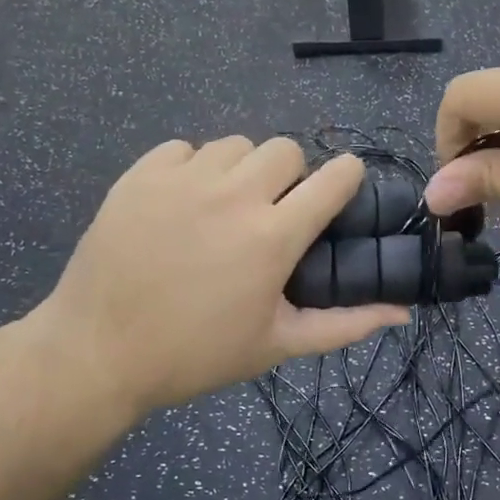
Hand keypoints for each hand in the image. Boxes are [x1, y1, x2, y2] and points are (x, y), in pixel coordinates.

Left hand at [28, 138, 409, 422]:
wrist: (97, 352)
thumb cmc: (196, 354)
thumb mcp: (277, 344)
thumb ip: (345, 323)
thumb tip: (402, 311)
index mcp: (273, 236)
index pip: (335, 176)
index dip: (346, 179)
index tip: (338, 195)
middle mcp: (233, 195)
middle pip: (286, 149)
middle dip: (291, 175)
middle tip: (273, 212)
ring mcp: (183, 180)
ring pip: (235, 145)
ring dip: (242, 171)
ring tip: (224, 208)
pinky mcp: (140, 175)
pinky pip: (183, 149)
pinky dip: (192, 169)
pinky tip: (182, 204)